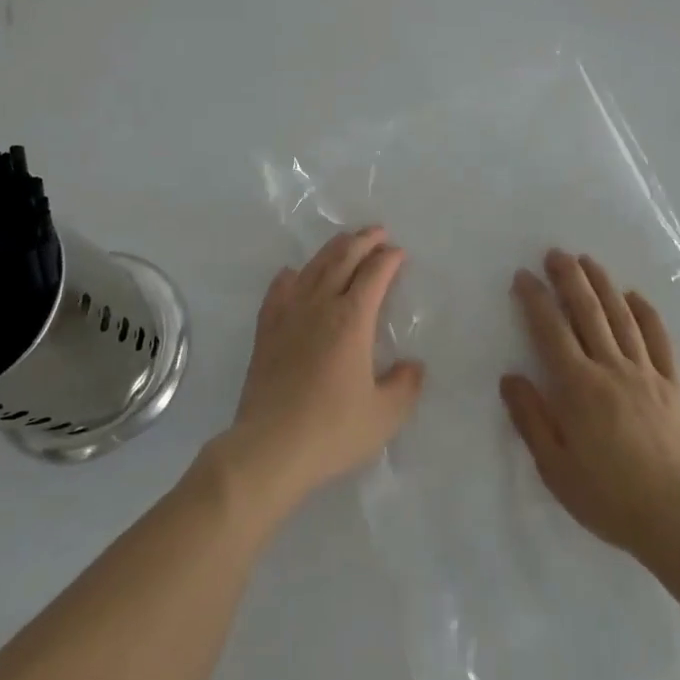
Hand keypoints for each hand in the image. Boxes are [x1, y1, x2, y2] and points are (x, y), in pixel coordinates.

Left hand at [224, 227, 424, 511]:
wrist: (270, 447)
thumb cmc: (332, 430)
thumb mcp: (385, 415)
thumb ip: (405, 386)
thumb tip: (413, 366)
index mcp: (353, 318)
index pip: (375, 273)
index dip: (389, 259)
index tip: (399, 253)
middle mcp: (321, 304)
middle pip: (343, 258)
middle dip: (364, 240)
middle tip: (378, 233)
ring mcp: (289, 313)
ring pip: (313, 267)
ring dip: (333, 249)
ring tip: (346, 242)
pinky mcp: (266, 329)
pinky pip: (280, 289)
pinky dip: (292, 275)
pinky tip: (294, 273)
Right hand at [501, 250, 679, 558]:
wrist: (678, 517)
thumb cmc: (608, 496)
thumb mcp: (556, 467)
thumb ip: (531, 418)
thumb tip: (510, 377)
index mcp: (578, 387)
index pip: (551, 330)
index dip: (536, 299)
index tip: (524, 276)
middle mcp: (610, 367)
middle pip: (588, 311)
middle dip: (569, 278)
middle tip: (556, 253)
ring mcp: (645, 372)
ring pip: (621, 316)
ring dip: (603, 284)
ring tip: (588, 260)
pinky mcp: (672, 383)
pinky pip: (658, 338)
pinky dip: (646, 312)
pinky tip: (634, 296)